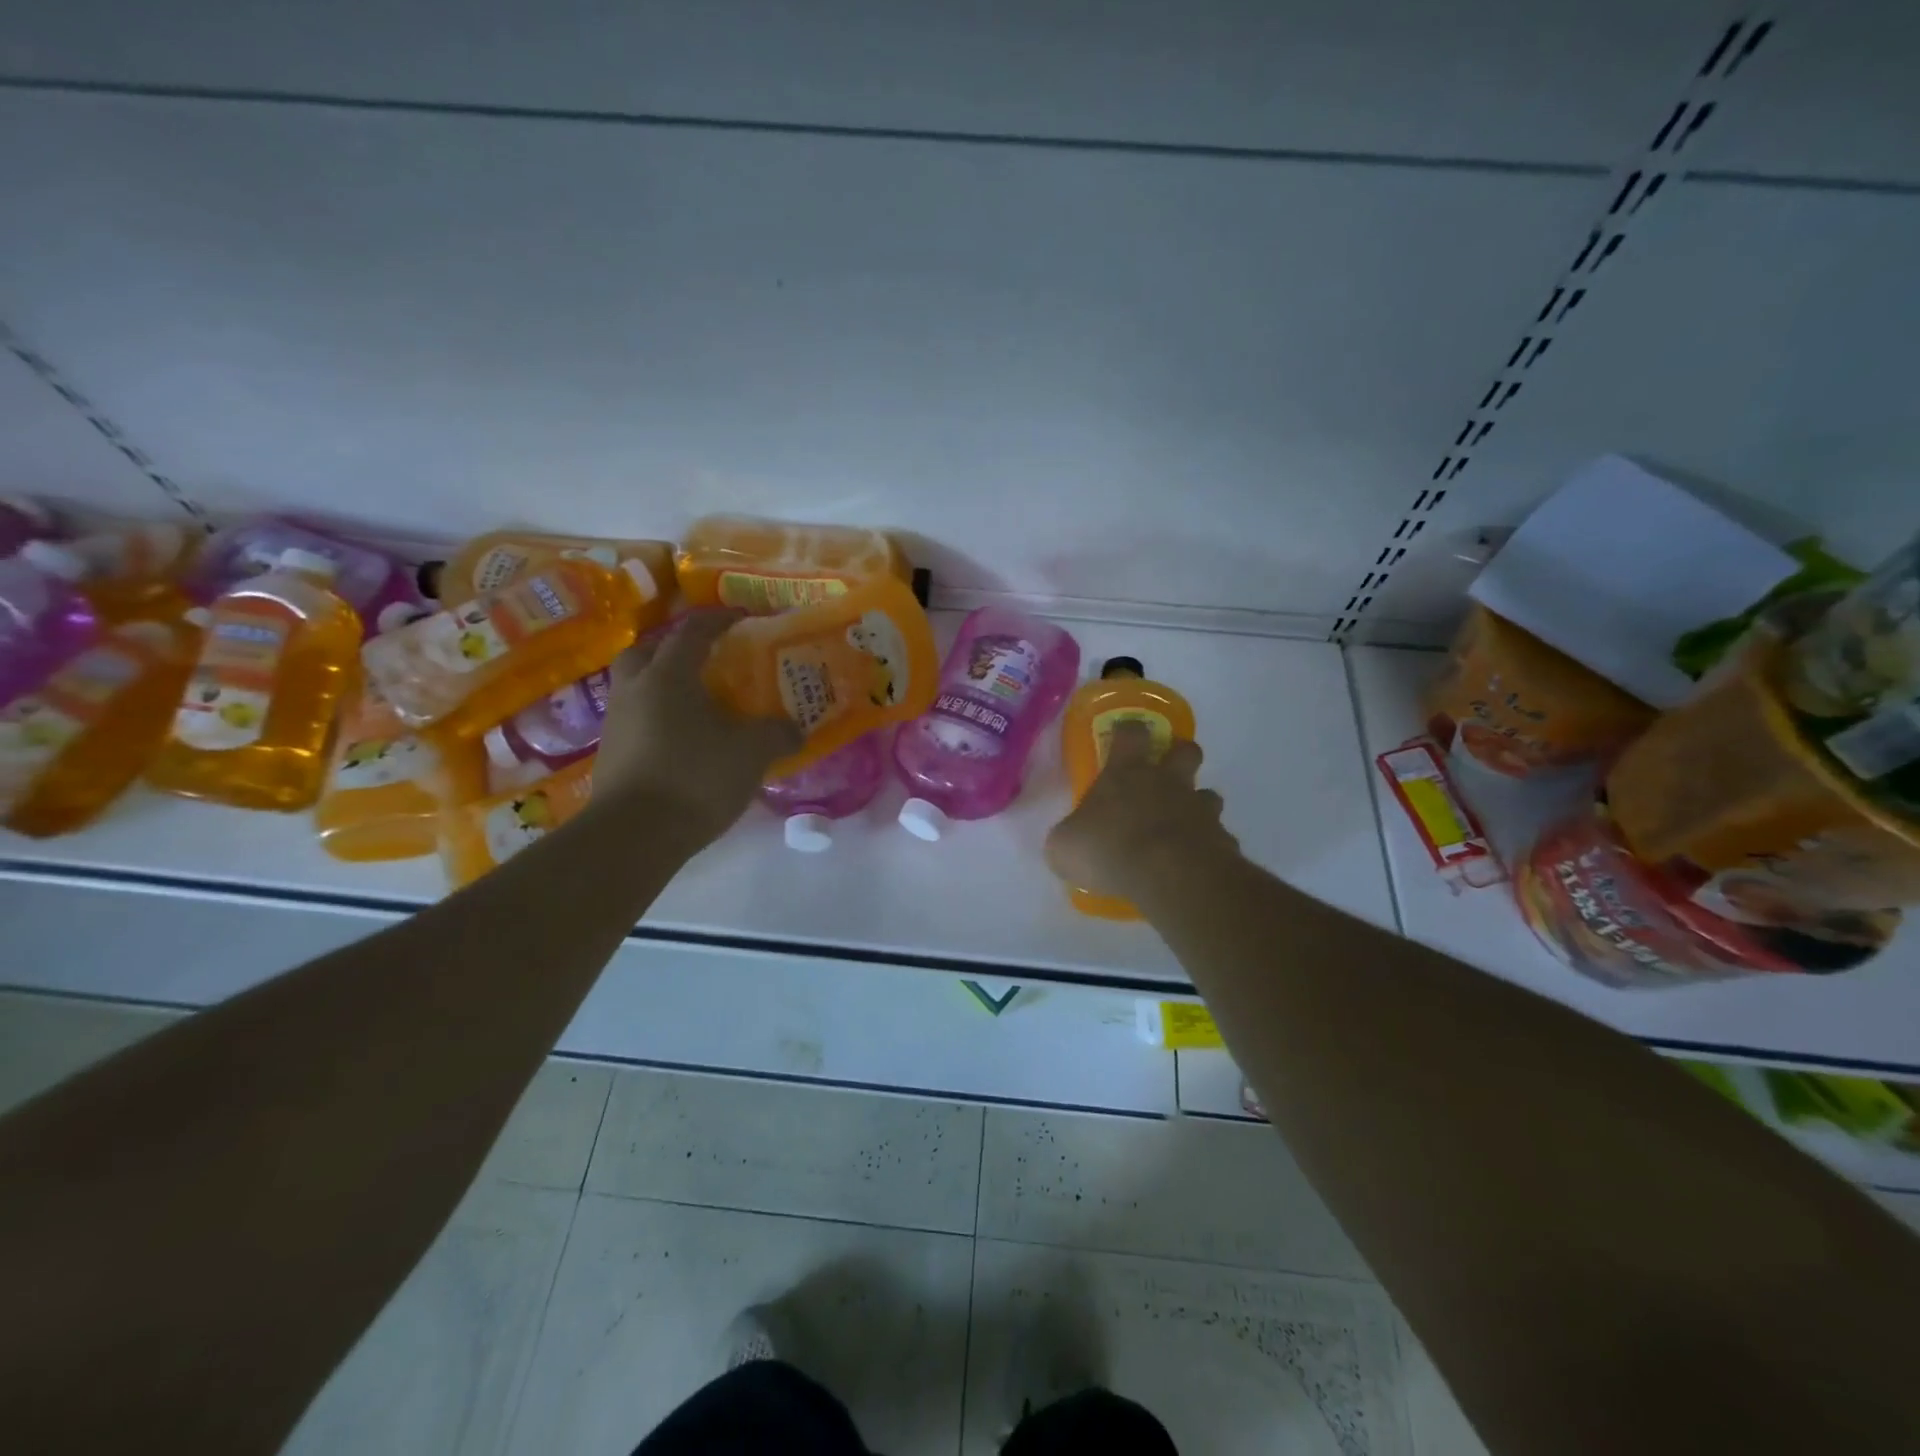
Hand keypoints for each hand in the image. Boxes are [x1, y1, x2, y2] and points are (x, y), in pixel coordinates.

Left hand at [593, 611, 802, 846]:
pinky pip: (636, 719)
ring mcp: (616, 723)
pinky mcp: (611, 755)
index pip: (693, 633)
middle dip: (673, 648)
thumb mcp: (752, 753)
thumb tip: (796, 730)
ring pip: (636, 686)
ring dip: (662, 685)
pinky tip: (683, 738)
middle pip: (647, 651)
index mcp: (668, 676)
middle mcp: (635, 690)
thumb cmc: (696, 777)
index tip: (742, 619)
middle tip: (703, 659)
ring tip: (696, 702)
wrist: (635, 834)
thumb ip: (777, 734)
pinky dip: (658, 718)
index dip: (719, 621)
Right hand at [1045, 722, 1238, 902]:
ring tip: (1184, 826)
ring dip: (1198, 805)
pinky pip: (1218, 838)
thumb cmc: (1109, 849)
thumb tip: (1069, 840)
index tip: (1125, 733)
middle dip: (1180, 754)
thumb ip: (1068, 837)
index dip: (1128, 730)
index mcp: (1126, 773)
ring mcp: (1199, 810)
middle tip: (1168, 771)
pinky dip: (1209, 847)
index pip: (1130, 734)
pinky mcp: (1222, 841)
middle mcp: (1168, 783)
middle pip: (1186, 750)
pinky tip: (1195, 864)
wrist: (1169, 875)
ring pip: (1209, 795)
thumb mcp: (1065, 846)